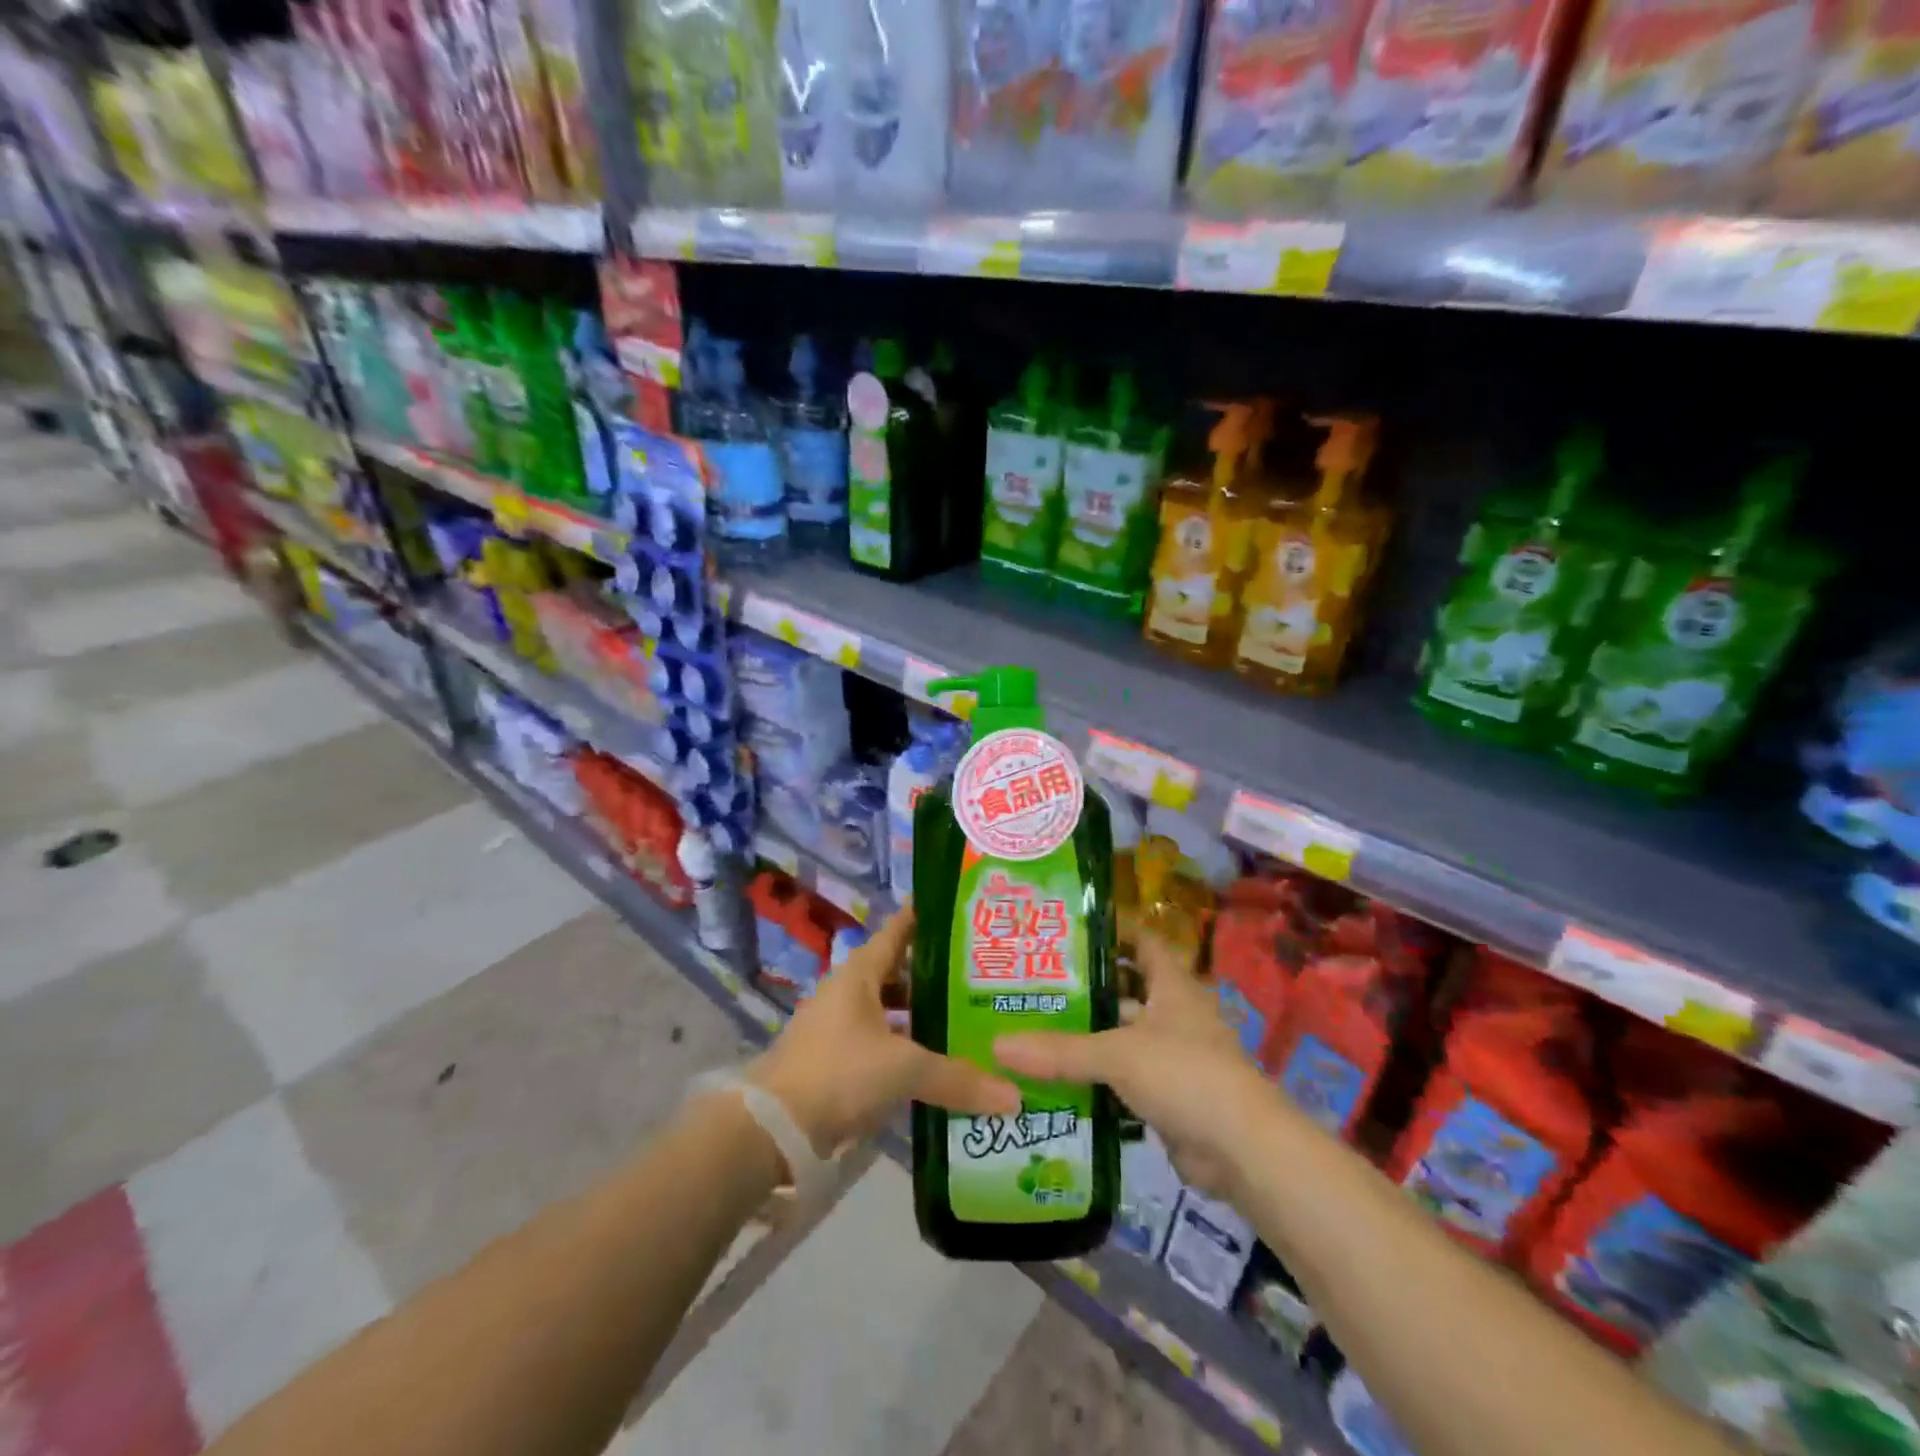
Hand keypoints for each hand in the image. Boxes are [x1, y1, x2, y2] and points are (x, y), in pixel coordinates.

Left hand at [749, 905, 1020, 1156]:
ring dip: (923, 1015)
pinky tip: (936, 1064)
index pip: (900, 929)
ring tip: (968, 1021)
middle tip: (984, 976)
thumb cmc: (838, 1073)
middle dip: (938, 974)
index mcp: (861, 973)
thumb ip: (957, 1078)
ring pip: (892, 1011)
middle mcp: (849, 991)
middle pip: (900, 972)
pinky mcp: (836, 1060)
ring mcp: (840, 1026)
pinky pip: (882, 1042)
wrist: (771, 1128)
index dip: (928, 917)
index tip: (965, 911)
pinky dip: (908, 1048)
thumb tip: (1014, 1095)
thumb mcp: (903, 1070)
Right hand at [994, 934, 1273, 1197]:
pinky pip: (1124, 1077)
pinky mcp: (1167, 1095)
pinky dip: (1096, 1076)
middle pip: (1125, 989)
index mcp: (1172, 986)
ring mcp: (1172, 1056)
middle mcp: (1174, 1013)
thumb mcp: (1118, 1054)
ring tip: (1034, 1026)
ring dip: (1088, 1034)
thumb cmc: (1185, 1075)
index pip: (1141, 941)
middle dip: (1085, 987)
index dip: (1110, 931)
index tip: (1066, 929)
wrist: (1242, 1151)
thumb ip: (1060, 1050)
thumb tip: (997, 1045)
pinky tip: (1056, 1076)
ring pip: (1122, 1035)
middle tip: (1034, 982)